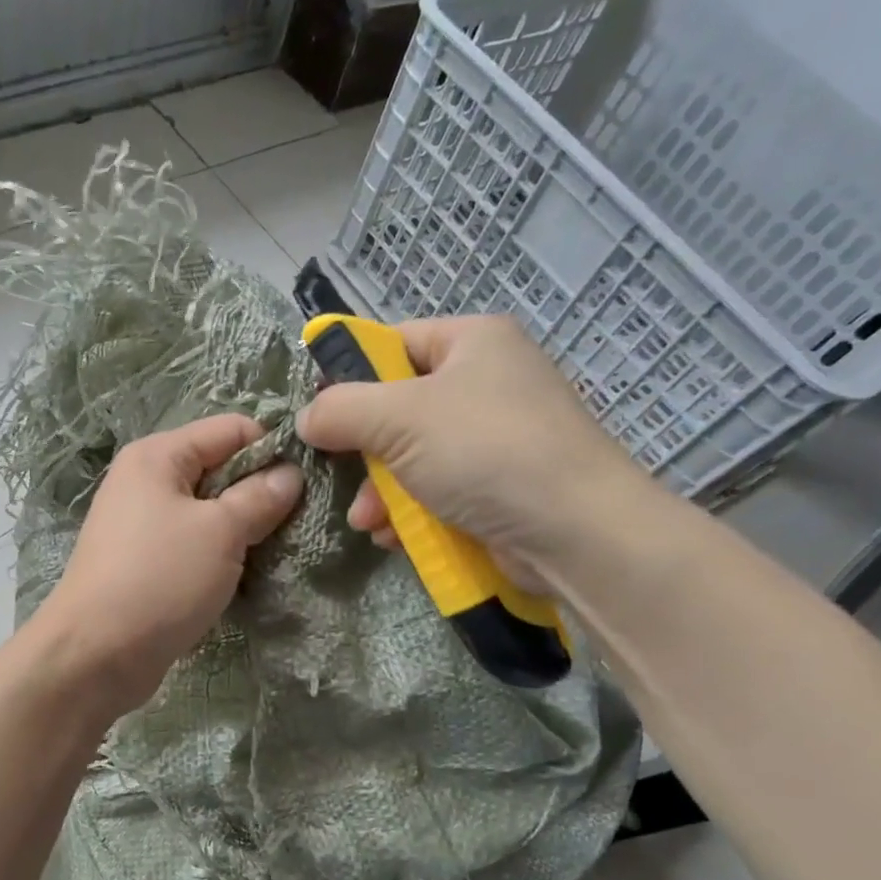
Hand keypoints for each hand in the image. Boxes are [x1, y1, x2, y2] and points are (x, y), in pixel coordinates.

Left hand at [34, 414, 302, 714]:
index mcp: (158, 456)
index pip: (231, 430)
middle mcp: (145, 481)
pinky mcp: (145, 563)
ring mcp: (142, 525)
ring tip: (277, 552)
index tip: (309, 484)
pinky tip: (245, 575)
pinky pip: (194, 545)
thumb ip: (260, 497)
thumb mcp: (220, 532)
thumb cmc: (159, 579)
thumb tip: (291, 474)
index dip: (273, 450)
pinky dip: (220, 555)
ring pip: (209, 512)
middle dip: (260, 493)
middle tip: (298, 524)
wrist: (94, 655)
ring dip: (243, 529)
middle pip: (220, 469)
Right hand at [295, 314, 650, 570]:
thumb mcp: (399, 418)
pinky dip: (411, 513)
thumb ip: (340, 410)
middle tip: (338, 476)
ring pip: (411, 457)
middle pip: (397, 408)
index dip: (349, 377)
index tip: (318, 415)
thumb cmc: (485, 452)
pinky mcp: (497, 487)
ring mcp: (494, 438)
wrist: (574, 532)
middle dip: (364, 452)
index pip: (392, 344)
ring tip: (368, 521)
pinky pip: (436, 490)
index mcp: (471, 342)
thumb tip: (306, 418)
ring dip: (381, 492)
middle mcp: (485, 382)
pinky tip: (395, 537)